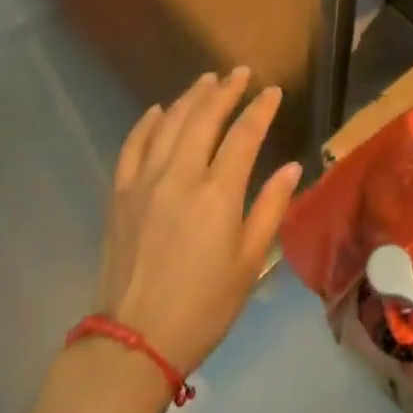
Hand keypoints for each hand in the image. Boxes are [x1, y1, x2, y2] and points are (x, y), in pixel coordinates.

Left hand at [96, 69, 300, 372]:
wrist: (135, 340)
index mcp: (217, 194)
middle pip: (204, 117)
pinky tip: (158, 110)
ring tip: (207, 80)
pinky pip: (133, 145)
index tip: (273, 91)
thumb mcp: (249, 262)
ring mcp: (145, 181)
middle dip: (225, 90)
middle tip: (239, 72)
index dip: (261, 109)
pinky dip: (147, 122)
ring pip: (169, 123)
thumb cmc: (204, 305)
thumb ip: (270, 208)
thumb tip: (292, 167)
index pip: (244, 135)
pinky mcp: (120, 193)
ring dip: (190, 97)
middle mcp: (180, 176)